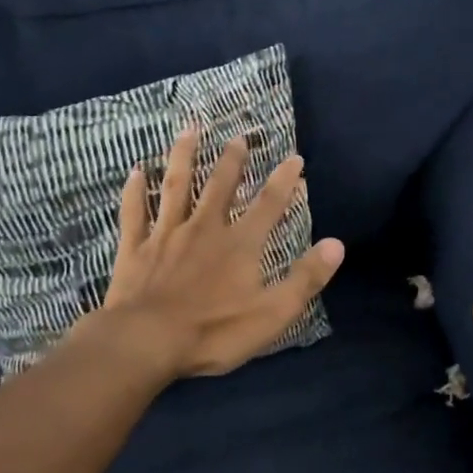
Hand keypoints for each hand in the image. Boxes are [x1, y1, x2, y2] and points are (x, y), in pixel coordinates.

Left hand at [88, 128, 344, 379]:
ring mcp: (166, 235)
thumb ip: (305, 278)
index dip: (284, 181)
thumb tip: (337, 244)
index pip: (268, 204)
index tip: (295, 158)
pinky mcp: (135, 248)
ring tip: (189, 130)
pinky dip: (135, 191)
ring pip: (176, 186)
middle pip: (220, 186)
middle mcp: (204, 228)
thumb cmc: (213, 331)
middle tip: (238, 137)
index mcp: (239, 244)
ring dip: (184, 157)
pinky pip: (135, 212)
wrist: (146, 342)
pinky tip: (135, 171)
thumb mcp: (272, 313)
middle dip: (233, 160)